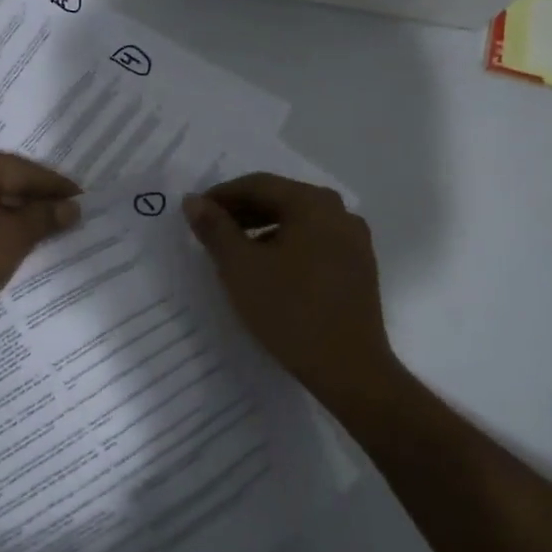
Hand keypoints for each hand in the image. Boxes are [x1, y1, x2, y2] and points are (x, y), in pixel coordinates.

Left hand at [0, 140, 79, 349]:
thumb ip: (43, 218)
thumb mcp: (9, 239)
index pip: (19, 170)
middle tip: (66, 214)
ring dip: (9, 213)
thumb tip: (71, 207)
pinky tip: (4, 238)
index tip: (83, 199)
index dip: (54, 187)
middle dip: (31, 199)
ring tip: (41, 229)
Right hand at [184, 174, 398, 404]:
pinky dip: (285, 245)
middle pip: (281, 199)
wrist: (348, 367)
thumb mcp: (240, 267)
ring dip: (262, 228)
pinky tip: (267, 269)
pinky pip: (314, 242)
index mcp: (313, 204)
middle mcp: (339, 212)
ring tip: (233, 250)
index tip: (194, 212)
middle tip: (209, 230)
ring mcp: (354, 240)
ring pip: (298, 222)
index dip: (221, 195)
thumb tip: (193, 201)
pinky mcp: (358, 267)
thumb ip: (215, 229)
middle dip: (242, 211)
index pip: (258, 184)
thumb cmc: (289, 311)